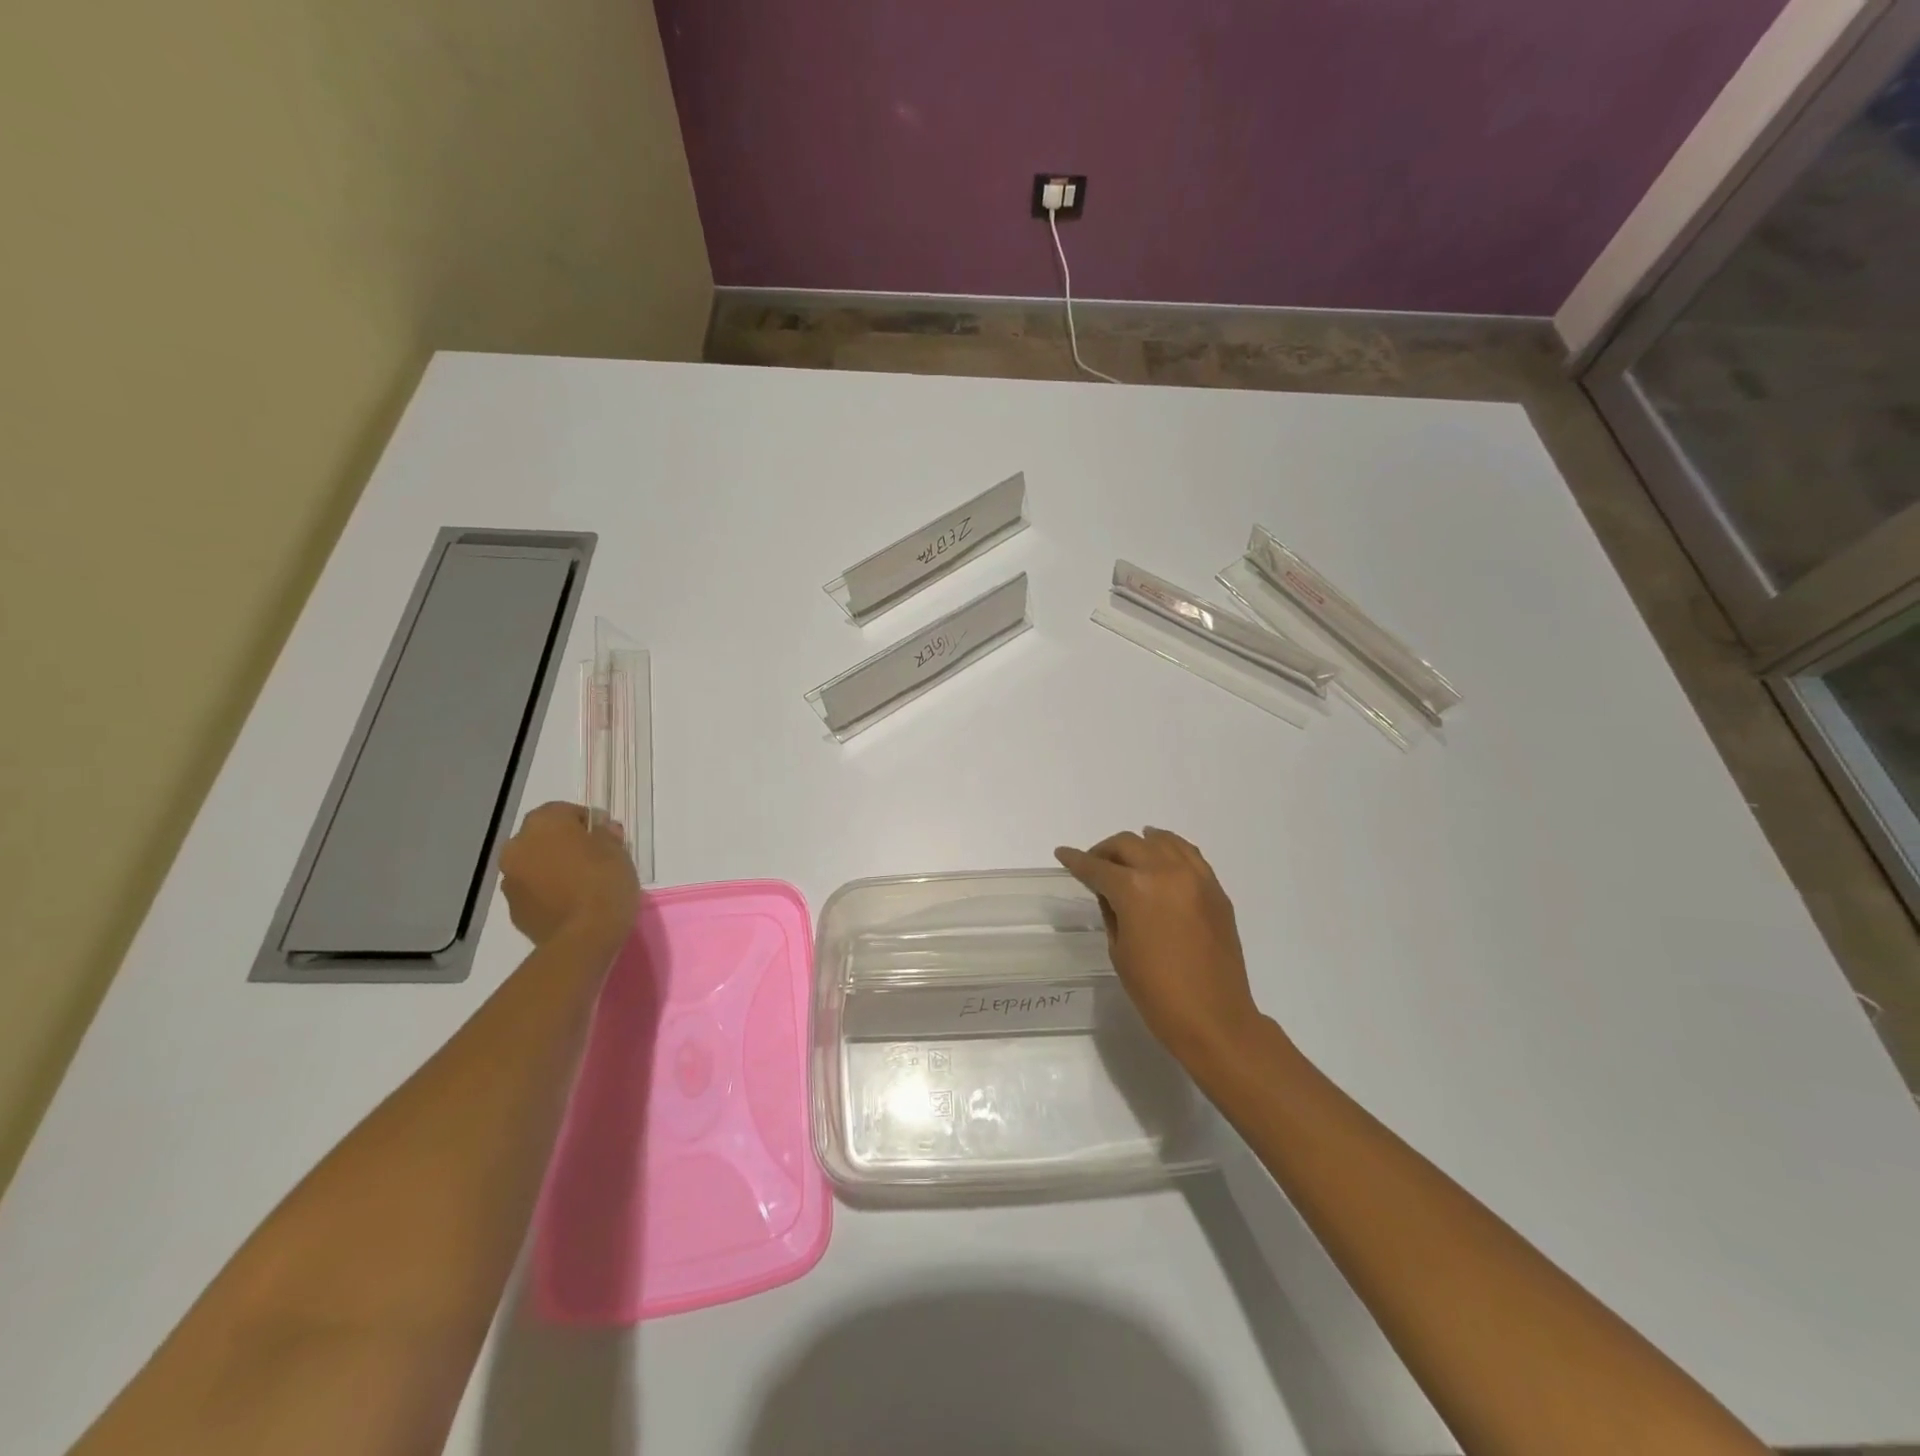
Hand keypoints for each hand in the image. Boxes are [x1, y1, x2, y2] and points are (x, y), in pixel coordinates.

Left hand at [498, 802, 638, 949]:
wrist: (583, 937)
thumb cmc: (604, 882)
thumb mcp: (618, 850)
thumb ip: (605, 834)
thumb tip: (599, 829)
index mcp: (544, 824)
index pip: (563, 811)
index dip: (586, 821)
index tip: (605, 836)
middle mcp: (518, 846)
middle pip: (542, 837)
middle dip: (563, 844)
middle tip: (592, 858)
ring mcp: (510, 880)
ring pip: (533, 864)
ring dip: (551, 868)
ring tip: (580, 884)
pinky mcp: (512, 909)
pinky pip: (531, 891)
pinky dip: (546, 892)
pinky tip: (569, 904)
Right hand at [1055, 828, 1265, 1063]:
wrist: (1214, 1018)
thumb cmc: (1156, 992)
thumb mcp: (1119, 950)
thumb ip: (1111, 911)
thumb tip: (1110, 892)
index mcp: (1134, 890)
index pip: (1097, 867)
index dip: (1076, 860)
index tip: (1063, 854)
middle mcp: (1165, 872)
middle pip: (1127, 844)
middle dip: (1105, 851)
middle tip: (1094, 864)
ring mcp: (1195, 878)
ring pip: (1161, 841)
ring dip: (1139, 844)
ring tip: (1128, 855)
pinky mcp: (1215, 889)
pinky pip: (1189, 854)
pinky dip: (1170, 849)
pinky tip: (1161, 856)